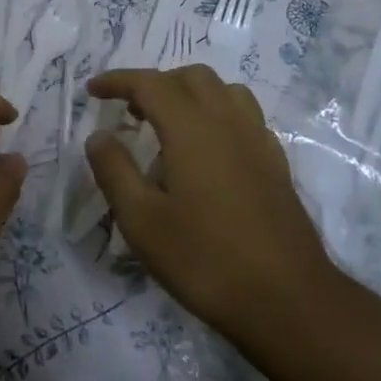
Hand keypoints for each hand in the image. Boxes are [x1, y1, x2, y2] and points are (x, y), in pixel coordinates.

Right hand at [84, 66, 340, 351]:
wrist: (288, 302)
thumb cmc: (205, 260)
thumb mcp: (141, 221)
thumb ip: (114, 171)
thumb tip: (99, 136)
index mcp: (192, 130)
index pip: (150, 83)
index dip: (118, 80)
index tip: (92, 90)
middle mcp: (228, 124)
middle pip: (191, 77)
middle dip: (155, 83)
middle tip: (129, 111)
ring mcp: (258, 143)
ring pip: (224, 91)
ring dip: (190, 93)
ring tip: (168, 123)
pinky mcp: (276, 165)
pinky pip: (245, 117)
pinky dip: (217, 115)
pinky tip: (206, 150)